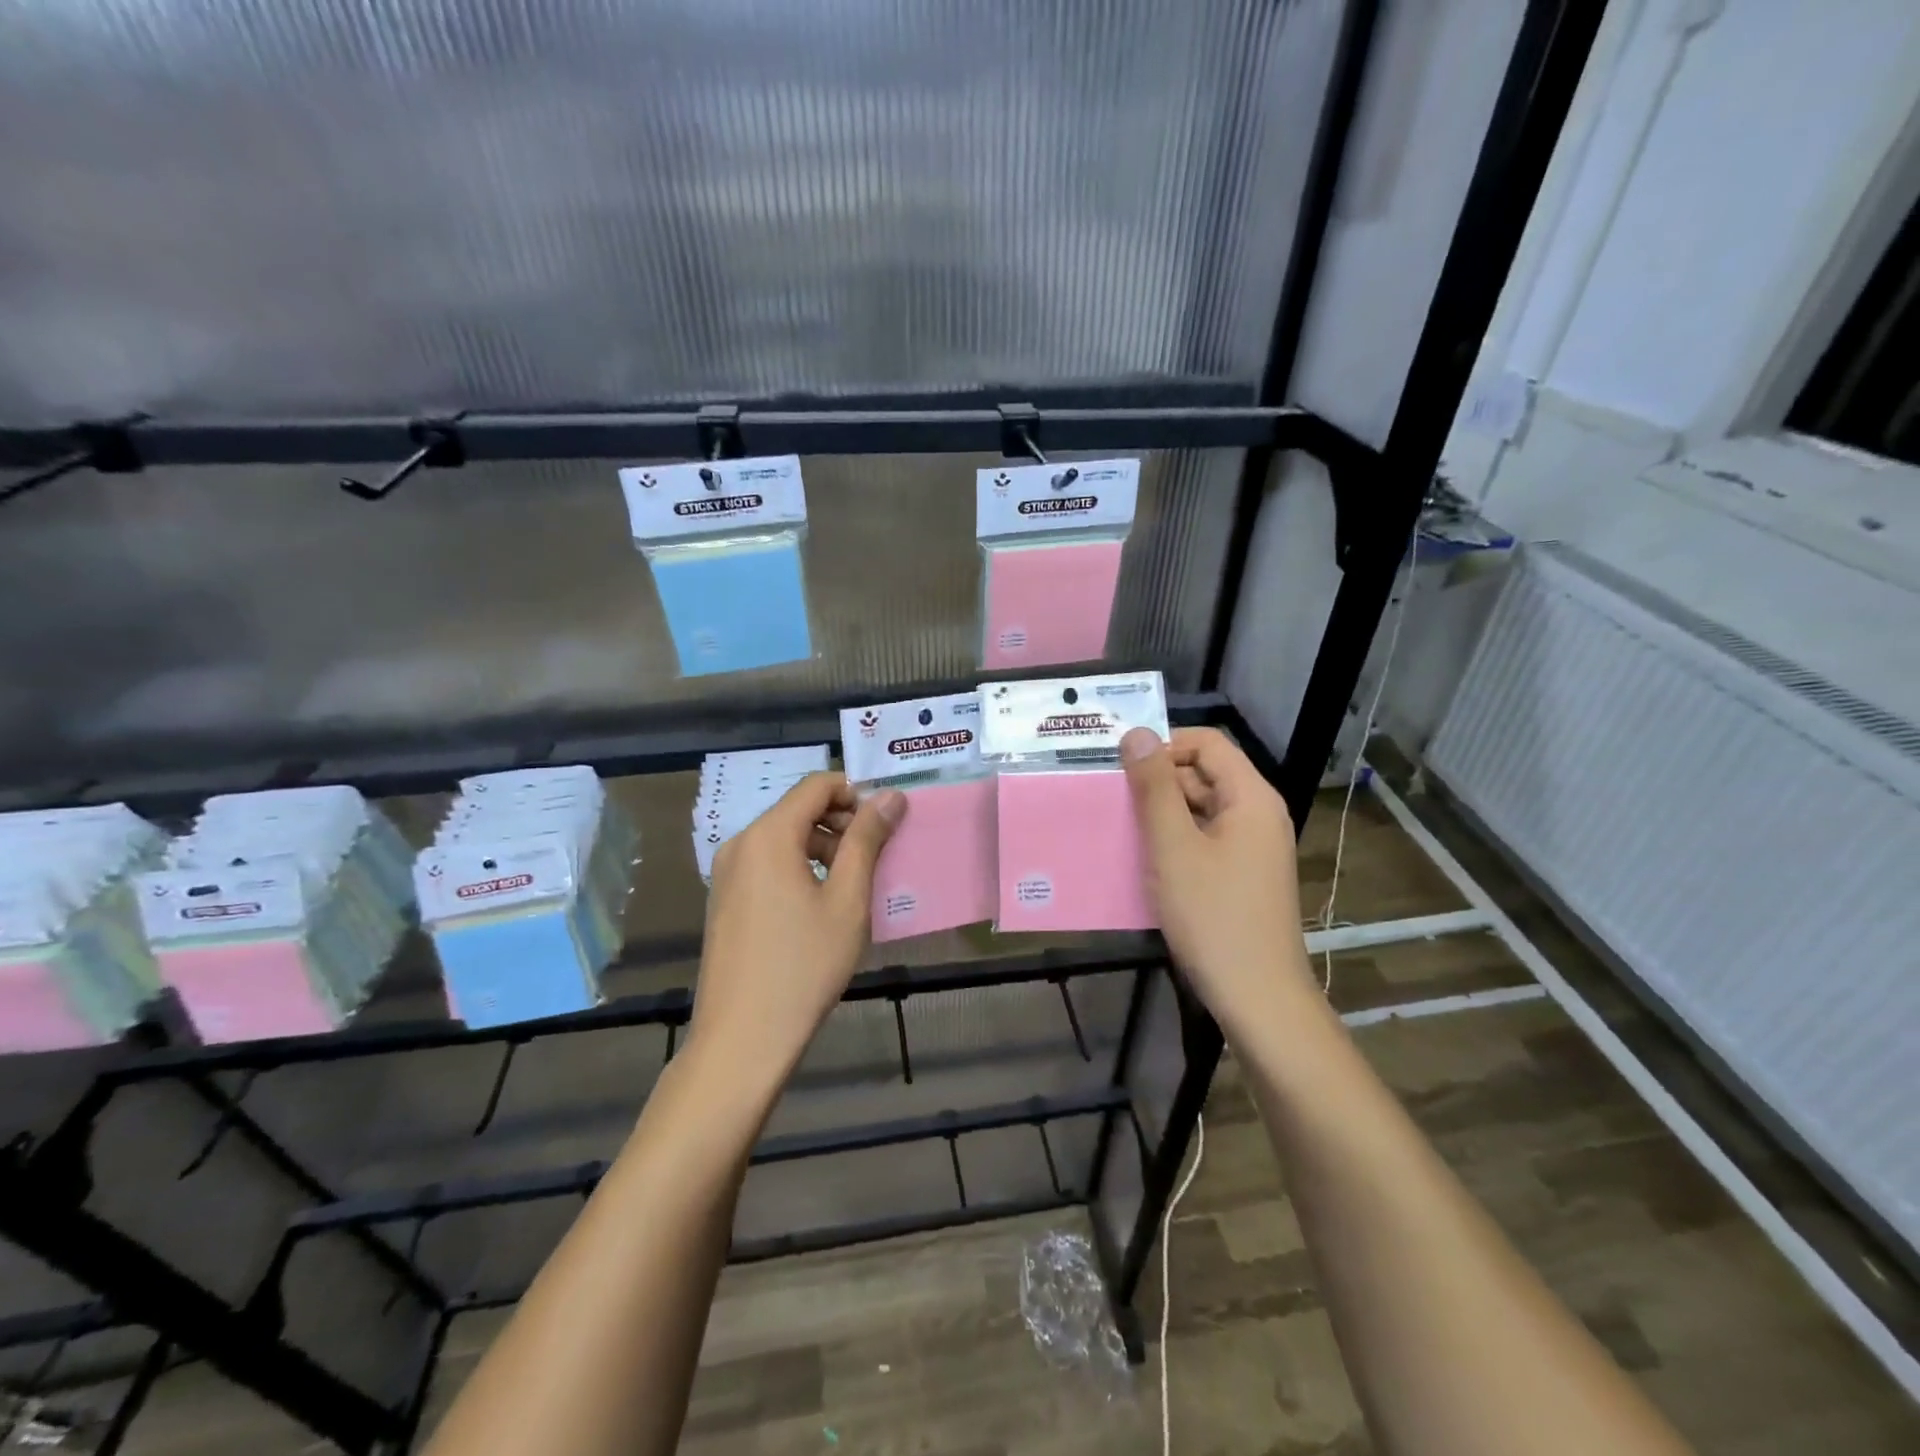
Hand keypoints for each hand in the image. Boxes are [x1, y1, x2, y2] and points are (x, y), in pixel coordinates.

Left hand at [689, 773, 905, 1091]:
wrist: (742, 1039)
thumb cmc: (803, 965)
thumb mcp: (847, 900)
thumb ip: (867, 840)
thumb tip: (889, 796)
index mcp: (768, 836)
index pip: (816, 785)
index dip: (856, 792)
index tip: (887, 820)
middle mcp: (740, 844)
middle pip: (798, 810)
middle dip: (842, 821)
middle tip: (878, 855)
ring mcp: (727, 874)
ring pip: (784, 838)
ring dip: (824, 847)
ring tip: (856, 884)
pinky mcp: (725, 901)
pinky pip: (768, 865)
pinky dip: (800, 868)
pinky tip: (823, 906)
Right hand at [1120, 727, 1313, 1033]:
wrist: (1257, 998)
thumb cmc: (1214, 917)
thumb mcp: (1173, 847)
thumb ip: (1154, 788)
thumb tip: (1136, 733)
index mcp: (1251, 798)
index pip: (1207, 744)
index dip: (1163, 745)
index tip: (1120, 766)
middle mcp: (1257, 814)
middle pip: (1204, 774)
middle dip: (1156, 780)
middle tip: (1108, 797)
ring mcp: (1251, 848)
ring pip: (1200, 809)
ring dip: (1161, 813)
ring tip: (1117, 826)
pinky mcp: (1241, 876)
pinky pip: (1203, 840)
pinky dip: (1173, 841)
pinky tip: (1141, 859)